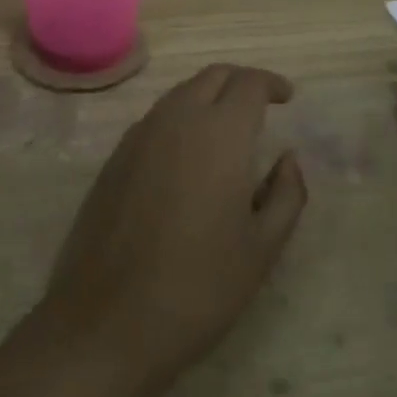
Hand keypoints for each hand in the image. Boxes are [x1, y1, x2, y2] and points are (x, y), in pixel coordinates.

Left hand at [42, 64, 307, 382]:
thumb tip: (288, 159)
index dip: (271, 83)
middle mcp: (177, 118)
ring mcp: (140, 134)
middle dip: (240, 81)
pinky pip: (156, 118)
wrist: (108, 320)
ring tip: (228, 128)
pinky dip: (181, 118)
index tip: (287, 97)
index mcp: (219, 132)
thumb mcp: (261, 249)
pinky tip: (188, 155)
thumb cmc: (198, 286)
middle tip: (261, 104)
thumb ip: (286, 195)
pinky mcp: (115, 156)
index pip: (248, 83)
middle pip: (212, 76)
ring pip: (181, 93)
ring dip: (208, 96)